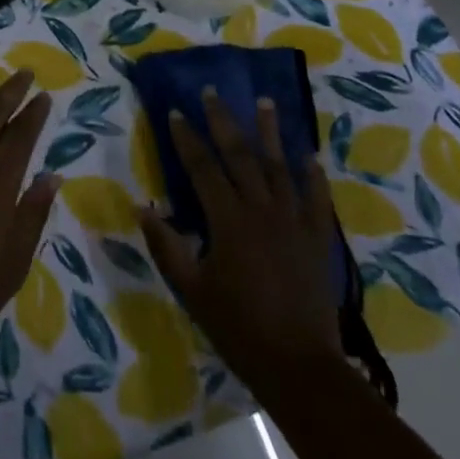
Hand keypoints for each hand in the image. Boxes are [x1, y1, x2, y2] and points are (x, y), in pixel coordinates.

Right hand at [138, 89, 342, 388]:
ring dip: (270, 132)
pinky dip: (312, 174)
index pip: (202, 167)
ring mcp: (294, 222)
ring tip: (264, 101)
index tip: (174, 111)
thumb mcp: (191, 289)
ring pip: (280, 166)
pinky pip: (317, 198)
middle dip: (223, 120)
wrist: (299, 367)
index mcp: (228, 220)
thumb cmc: (238, 327)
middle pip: (240, 155)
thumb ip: (166, 245)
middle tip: (212, 91)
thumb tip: (141, 206)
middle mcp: (262, 210)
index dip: (186, 138)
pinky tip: (308, 154)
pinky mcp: (318, 238)